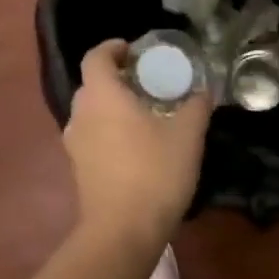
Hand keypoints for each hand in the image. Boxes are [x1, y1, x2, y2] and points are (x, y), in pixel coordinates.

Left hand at [64, 40, 211, 245]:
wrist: (123, 230)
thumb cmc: (155, 173)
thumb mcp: (187, 136)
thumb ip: (196, 107)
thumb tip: (203, 91)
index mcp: (102, 96)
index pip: (96, 57)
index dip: (114, 48)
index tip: (135, 51)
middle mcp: (80, 115)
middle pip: (92, 85)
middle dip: (117, 79)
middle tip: (147, 84)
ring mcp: (75, 144)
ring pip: (91, 113)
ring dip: (112, 108)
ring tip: (144, 116)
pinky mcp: (78, 169)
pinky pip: (92, 138)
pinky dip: (109, 132)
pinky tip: (135, 147)